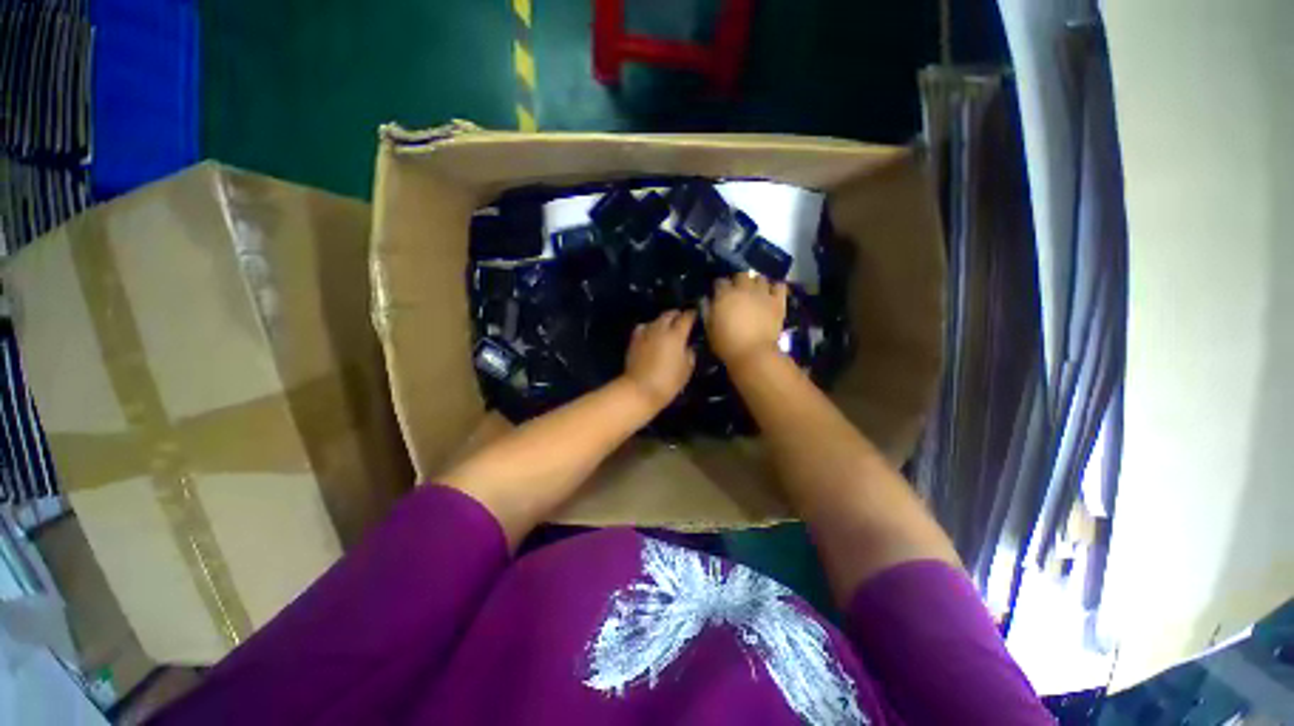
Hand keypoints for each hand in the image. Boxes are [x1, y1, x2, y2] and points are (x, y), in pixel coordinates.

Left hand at [622, 310, 696, 408]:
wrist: (640, 389)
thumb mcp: (686, 370)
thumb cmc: (668, 382)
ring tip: (668, 326)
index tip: (696, 315)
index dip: (693, 314)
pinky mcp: (634, 340)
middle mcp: (660, 329)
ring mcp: (645, 333)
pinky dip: (649, 327)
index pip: (686, 317)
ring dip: (663, 320)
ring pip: (656, 319)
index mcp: (676, 335)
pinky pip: (643, 327)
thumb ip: (690, 354)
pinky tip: (651, 333)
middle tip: (682, 319)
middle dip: (677, 314)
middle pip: (669, 314)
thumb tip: (688, 346)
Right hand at [707, 274, 787, 367]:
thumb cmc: (727, 344)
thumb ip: (707, 311)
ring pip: (760, 278)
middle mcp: (744, 289)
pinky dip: (775, 287)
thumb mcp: (710, 329)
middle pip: (741, 274)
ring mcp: (763, 294)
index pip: (720, 281)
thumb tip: (707, 300)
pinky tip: (772, 293)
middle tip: (738, 291)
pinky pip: (779, 286)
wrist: (754, 354)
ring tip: (755, 292)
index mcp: (725, 295)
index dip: (719, 287)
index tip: (719, 294)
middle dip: (738, 281)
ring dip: (756, 283)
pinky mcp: (778, 301)